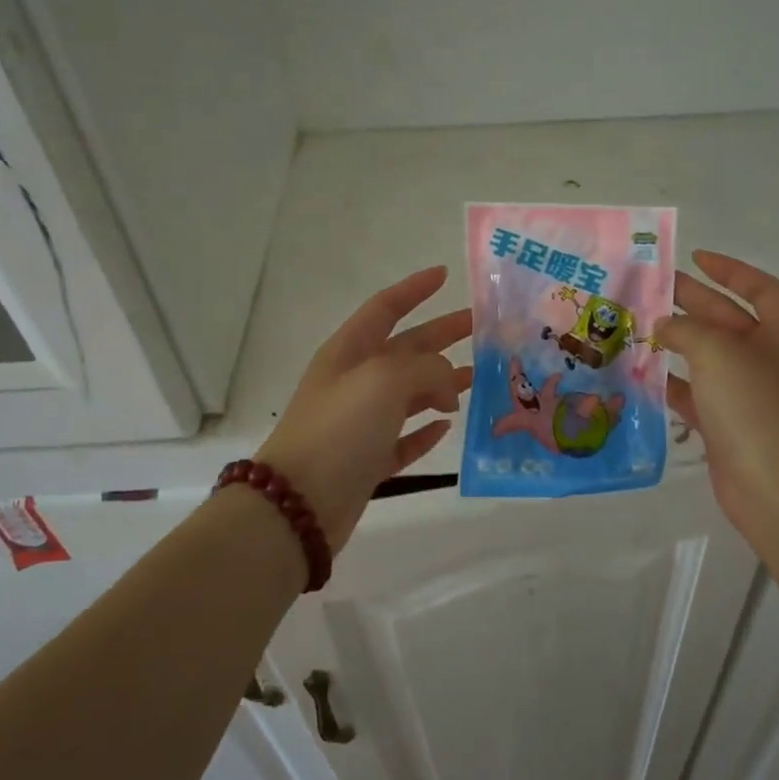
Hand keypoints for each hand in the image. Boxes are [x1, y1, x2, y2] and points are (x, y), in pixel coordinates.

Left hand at [257, 266, 472, 551]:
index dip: (414, 289)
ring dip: (441, 383)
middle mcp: (355, 382)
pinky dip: (425, 431)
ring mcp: (360, 423)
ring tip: (478, 378)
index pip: (385, 307)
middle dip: (441, 335)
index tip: (444, 274)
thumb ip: (426, 369)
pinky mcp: (367, 461)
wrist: (298, 504)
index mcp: (350, 352)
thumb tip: (447, 387)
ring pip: (409, 394)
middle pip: (405, 349)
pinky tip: (447, 426)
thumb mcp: (385, 380)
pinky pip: (403, 438)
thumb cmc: (340, 428)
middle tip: (480, 329)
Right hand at [656, 251, 778, 551]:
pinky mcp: (730, 425)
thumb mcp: (719, 352)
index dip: (728, 269)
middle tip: (649, 288)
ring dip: (676, 342)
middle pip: (728, 319)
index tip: (694, 257)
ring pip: (708, 357)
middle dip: (691, 301)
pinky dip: (673, 383)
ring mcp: (752, 394)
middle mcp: (773, 358)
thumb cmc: (757, 406)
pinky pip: (698, 394)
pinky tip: (642, 373)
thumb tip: (665, 327)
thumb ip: (686, 330)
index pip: (759, 287)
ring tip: (635, 326)